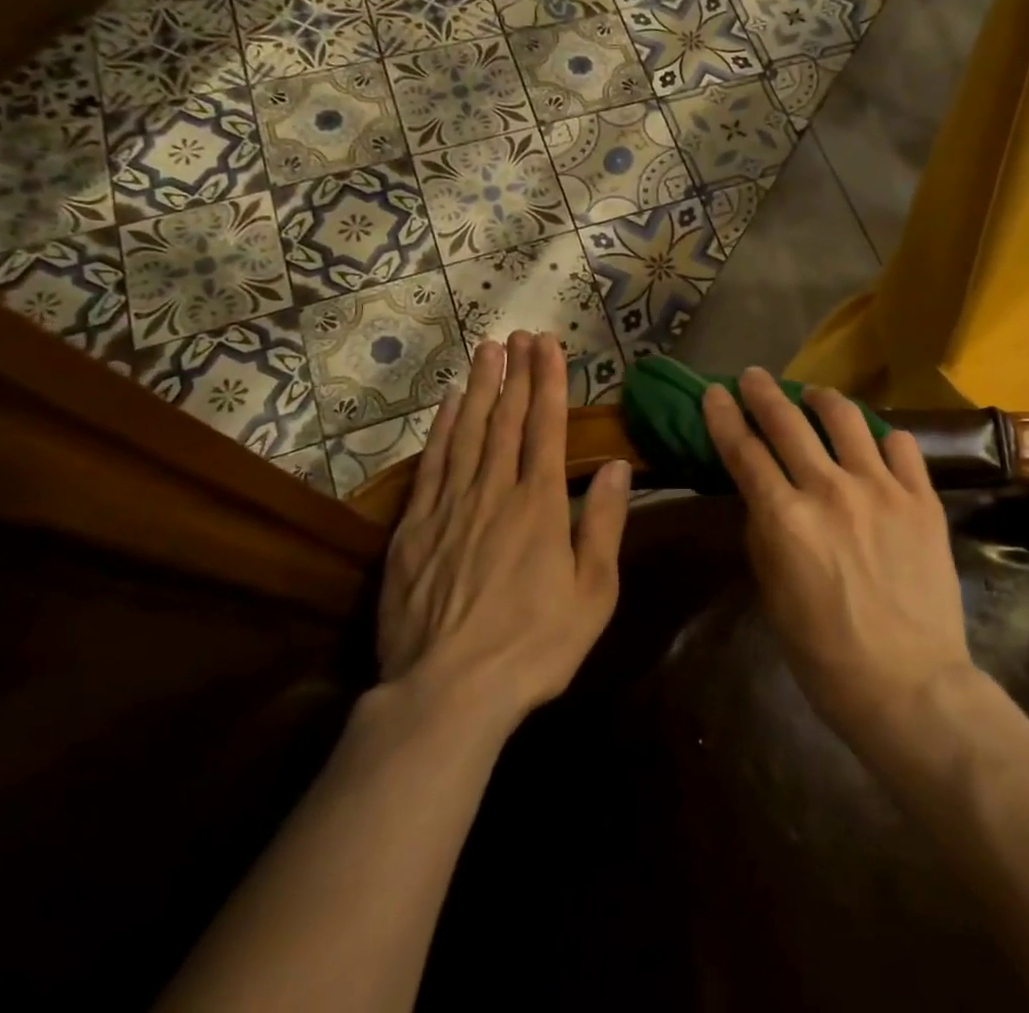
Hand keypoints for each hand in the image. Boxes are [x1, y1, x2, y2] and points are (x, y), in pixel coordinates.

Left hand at [375, 332, 629, 723]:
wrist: (446, 693)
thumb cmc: (533, 647)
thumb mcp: (592, 594)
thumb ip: (603, 524)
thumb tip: (614, 466)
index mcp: (539, 505)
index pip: (545, 427)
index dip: (548, 382)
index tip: (547, 345)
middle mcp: (494, 491)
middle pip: (505, 419)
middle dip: (515, 373)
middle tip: (519, 335)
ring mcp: (449, 506)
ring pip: (466, 432)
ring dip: (479, 388)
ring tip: (487, 351)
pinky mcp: (414, 528)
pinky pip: (432, 463)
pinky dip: (441, 428)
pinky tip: (447, 405)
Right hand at [701, 368, 972, 749]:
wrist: (911, 686)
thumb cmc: (826, 654)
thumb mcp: (773, 595)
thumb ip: (764, 534)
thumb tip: (763, 498)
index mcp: (785, 519)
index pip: (743, 451)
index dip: (723, 416)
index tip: (713, 392)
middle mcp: (830, 490)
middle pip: (787, 421)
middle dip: (763, 392)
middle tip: (753, 376)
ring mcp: (881, 489)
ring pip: (845, 418)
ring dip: (821, 399)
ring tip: (813, 396)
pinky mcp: (922, 498)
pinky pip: (900, 444)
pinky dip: (880, 436)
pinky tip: (872, 441)